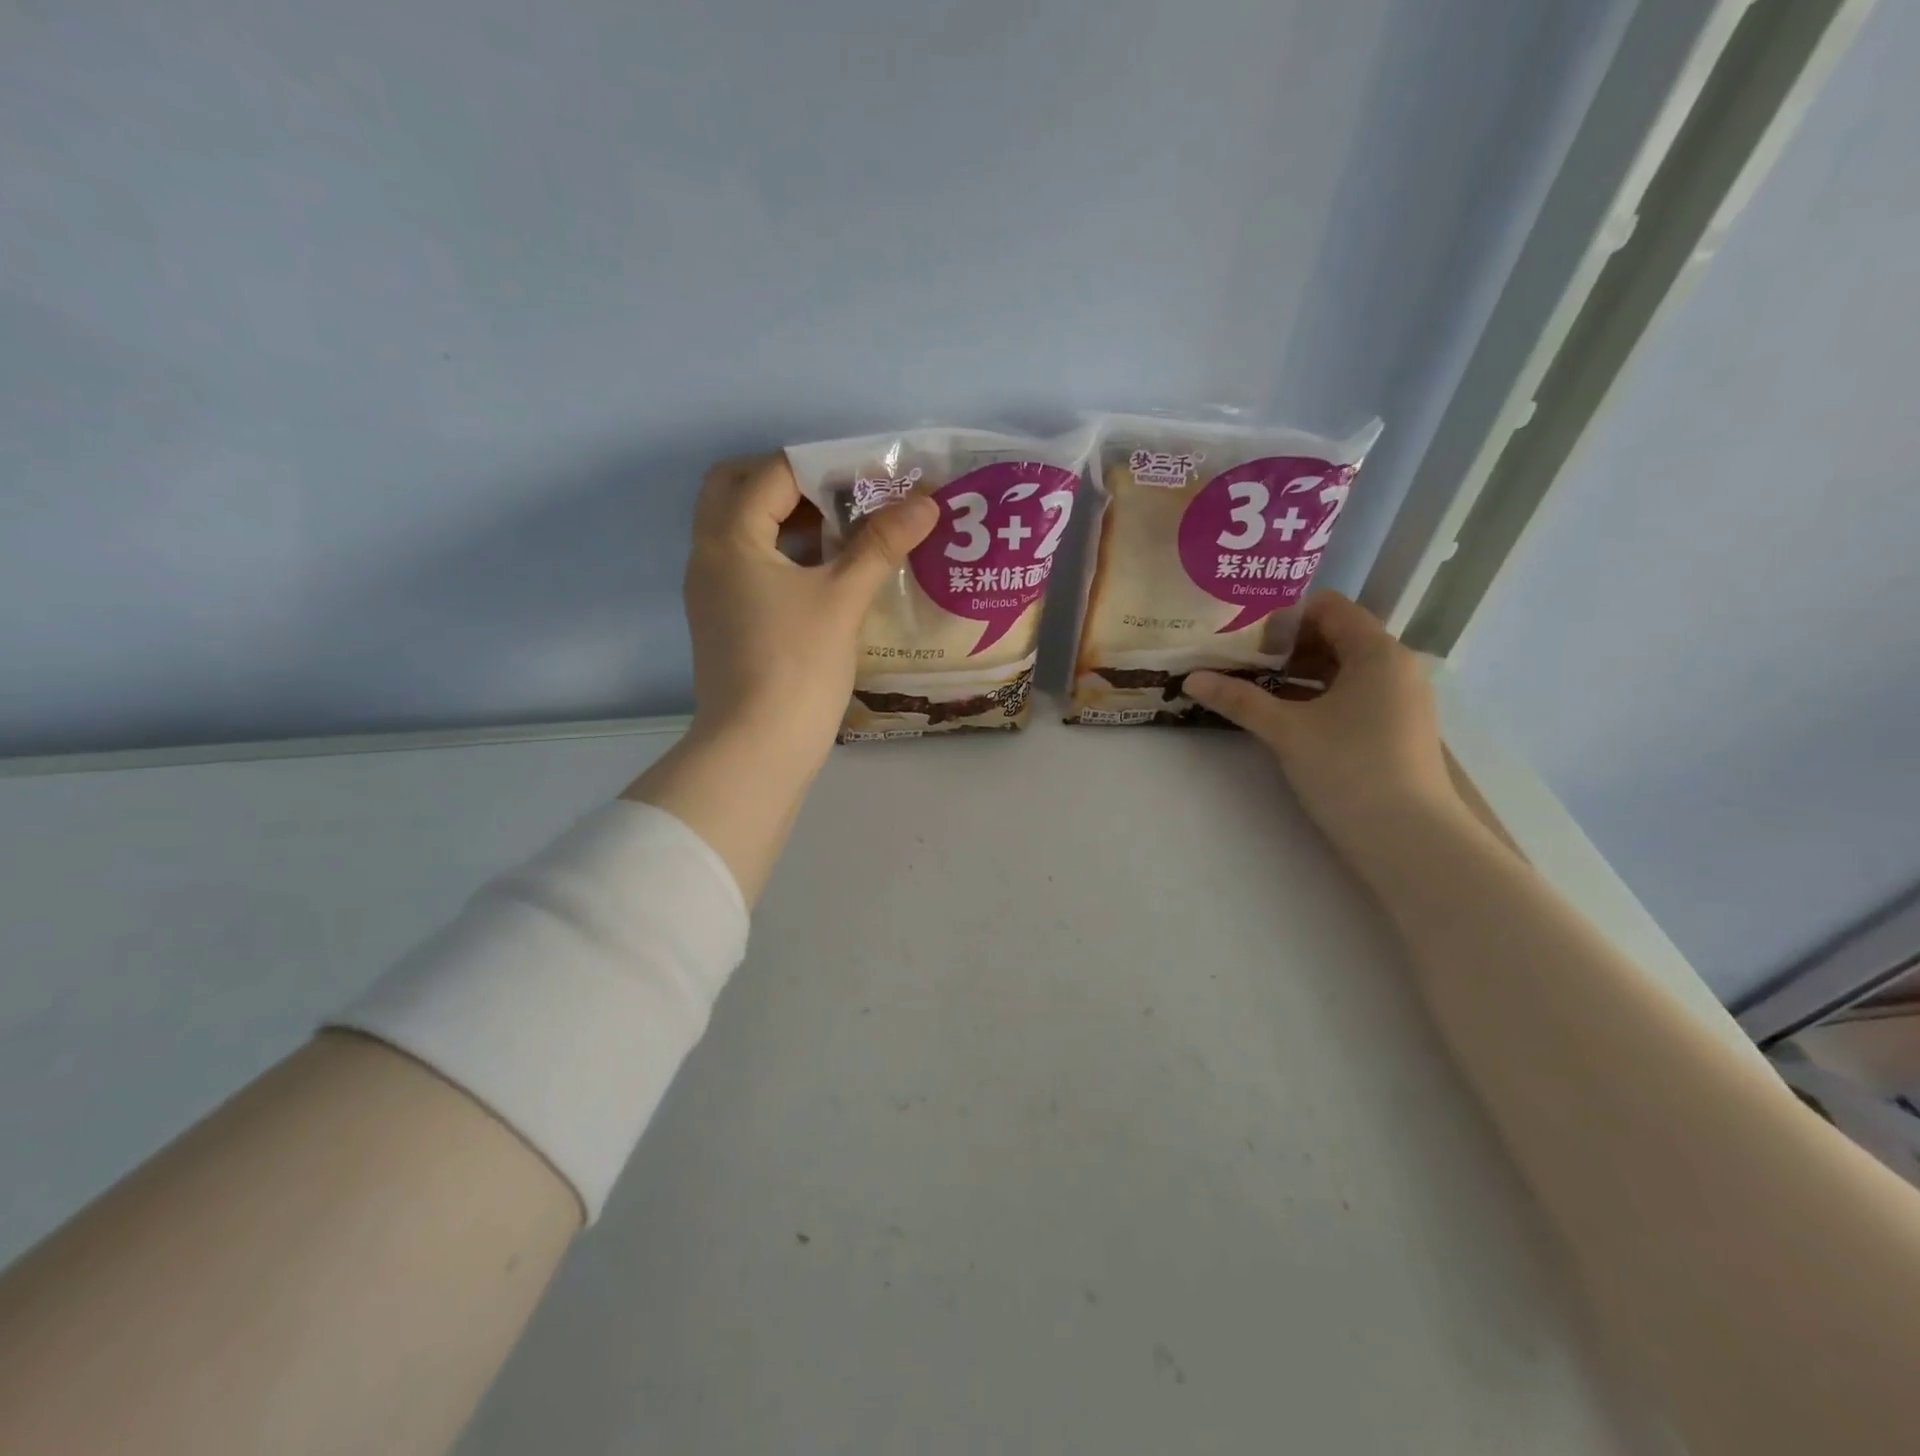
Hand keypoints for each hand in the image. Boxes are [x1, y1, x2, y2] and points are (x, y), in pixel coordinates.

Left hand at [683, 454, 937, 764]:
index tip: (874, 477)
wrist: (756, 751)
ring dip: (789, 520)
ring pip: (744, 531)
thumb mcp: (842, 600)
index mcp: (729, 539)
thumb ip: (880, 545)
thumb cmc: (796, 667)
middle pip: (739, 491)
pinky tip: (830, 574)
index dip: (827, 466)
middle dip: (792, 483)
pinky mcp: (726, 622)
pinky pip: (751, 567)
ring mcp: (713, 592)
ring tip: (847, 530)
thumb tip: (927, 503)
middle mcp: (710, 556)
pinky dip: (785, 556)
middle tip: (843, 495)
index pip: (773, 473)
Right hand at [1184, 594, 1467, 865]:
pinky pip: (1352, 695)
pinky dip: (1317, 696)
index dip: (1285, 615)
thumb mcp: (1287, 730)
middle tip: (1240, 662)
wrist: (1409, 839)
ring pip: (1342, 669)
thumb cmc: (1349, 769)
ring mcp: (1399, 699)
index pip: (1330, 607)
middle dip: (1286, 645)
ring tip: (1253, 688)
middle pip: (1335, 636)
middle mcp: (1395, 667)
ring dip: (1298, 673)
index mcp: (1377, 652)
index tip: (1245, 637)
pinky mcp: (1395, 729)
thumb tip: (1191, 678)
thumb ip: (1239, 699)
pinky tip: (1284, 716)